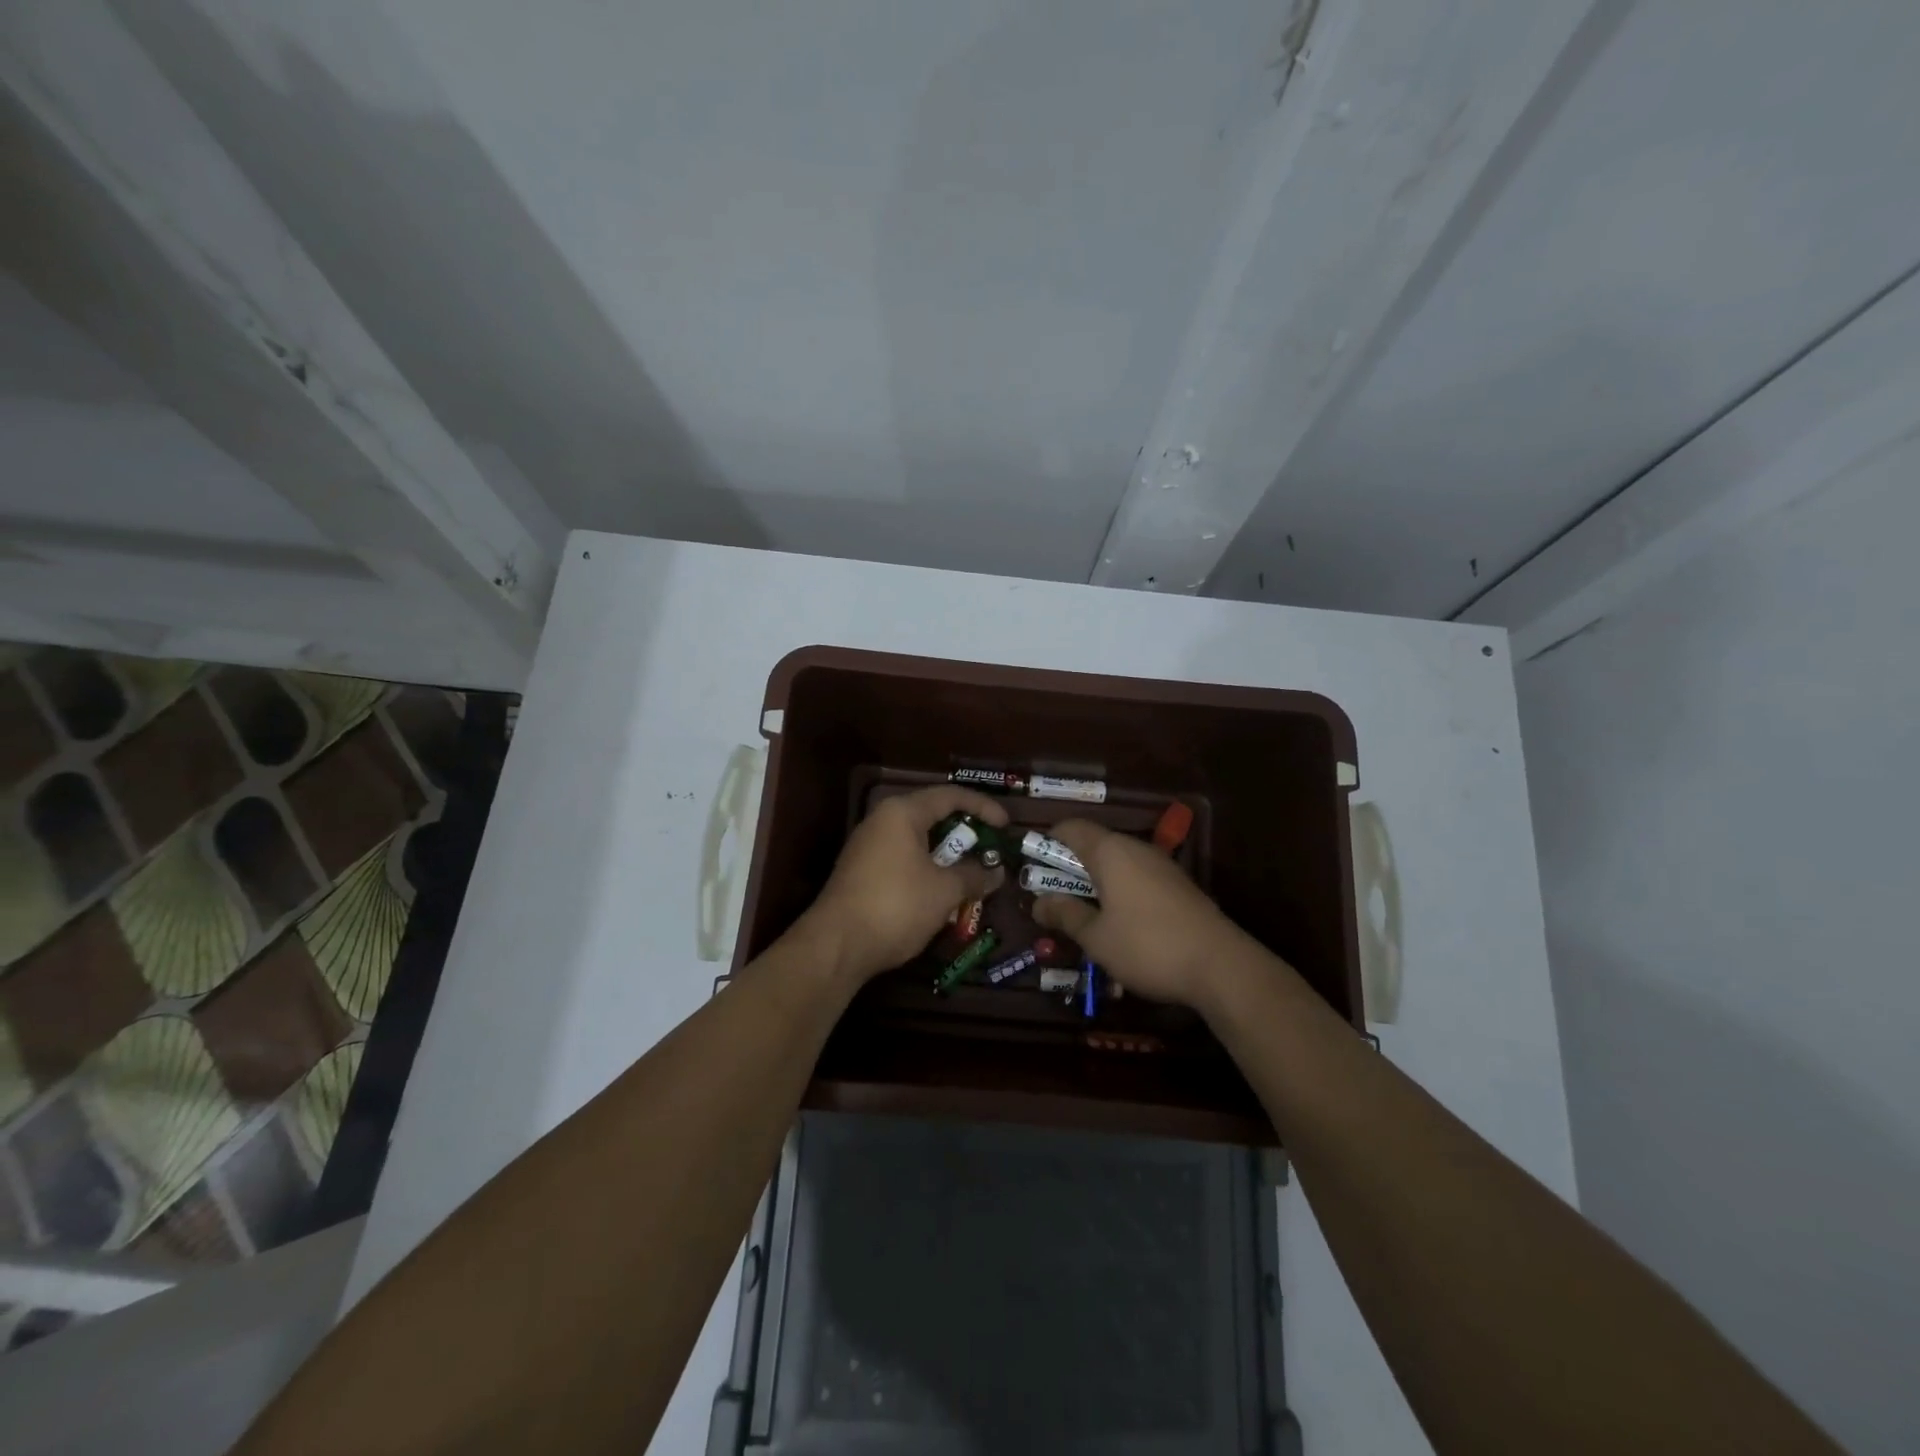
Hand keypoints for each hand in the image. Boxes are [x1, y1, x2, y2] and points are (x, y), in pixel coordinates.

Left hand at [802, 785, 1008, 983]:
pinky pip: (903, 858)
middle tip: (991, 849)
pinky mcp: (861, 871)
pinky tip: (941, 892)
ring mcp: (868, 846)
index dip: (983, 807)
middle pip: (932, 815)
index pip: (950, 796)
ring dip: (947, 855)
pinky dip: (927, 868)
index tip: (1006, 826)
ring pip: (917, 840)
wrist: (836, 945)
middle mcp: (882, 821)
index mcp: (902, 813)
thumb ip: (974, 876)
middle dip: (965, 833)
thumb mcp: (944, 891)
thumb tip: (996, 873)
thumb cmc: (896, 906)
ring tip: (972, 873)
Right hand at [1031, 819, 1247, 1007]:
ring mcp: (1161, 866)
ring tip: (1082, 914)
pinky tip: (1119, 923)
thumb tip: (1037, 903)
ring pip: (1117, 863)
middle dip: (1069, 867)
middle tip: (1052, 897)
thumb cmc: (1147, 946)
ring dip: (1095, 881)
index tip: (1032, 864)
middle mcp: (1136, 849)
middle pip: (1094, 844)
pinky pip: (1138, 877)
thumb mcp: (1096, 937)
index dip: (1048, 840)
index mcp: (1110, 851)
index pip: (1071, 827)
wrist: (1221, 965)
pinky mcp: (1179, 885)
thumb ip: (1065, 915)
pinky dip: (1120, 890)